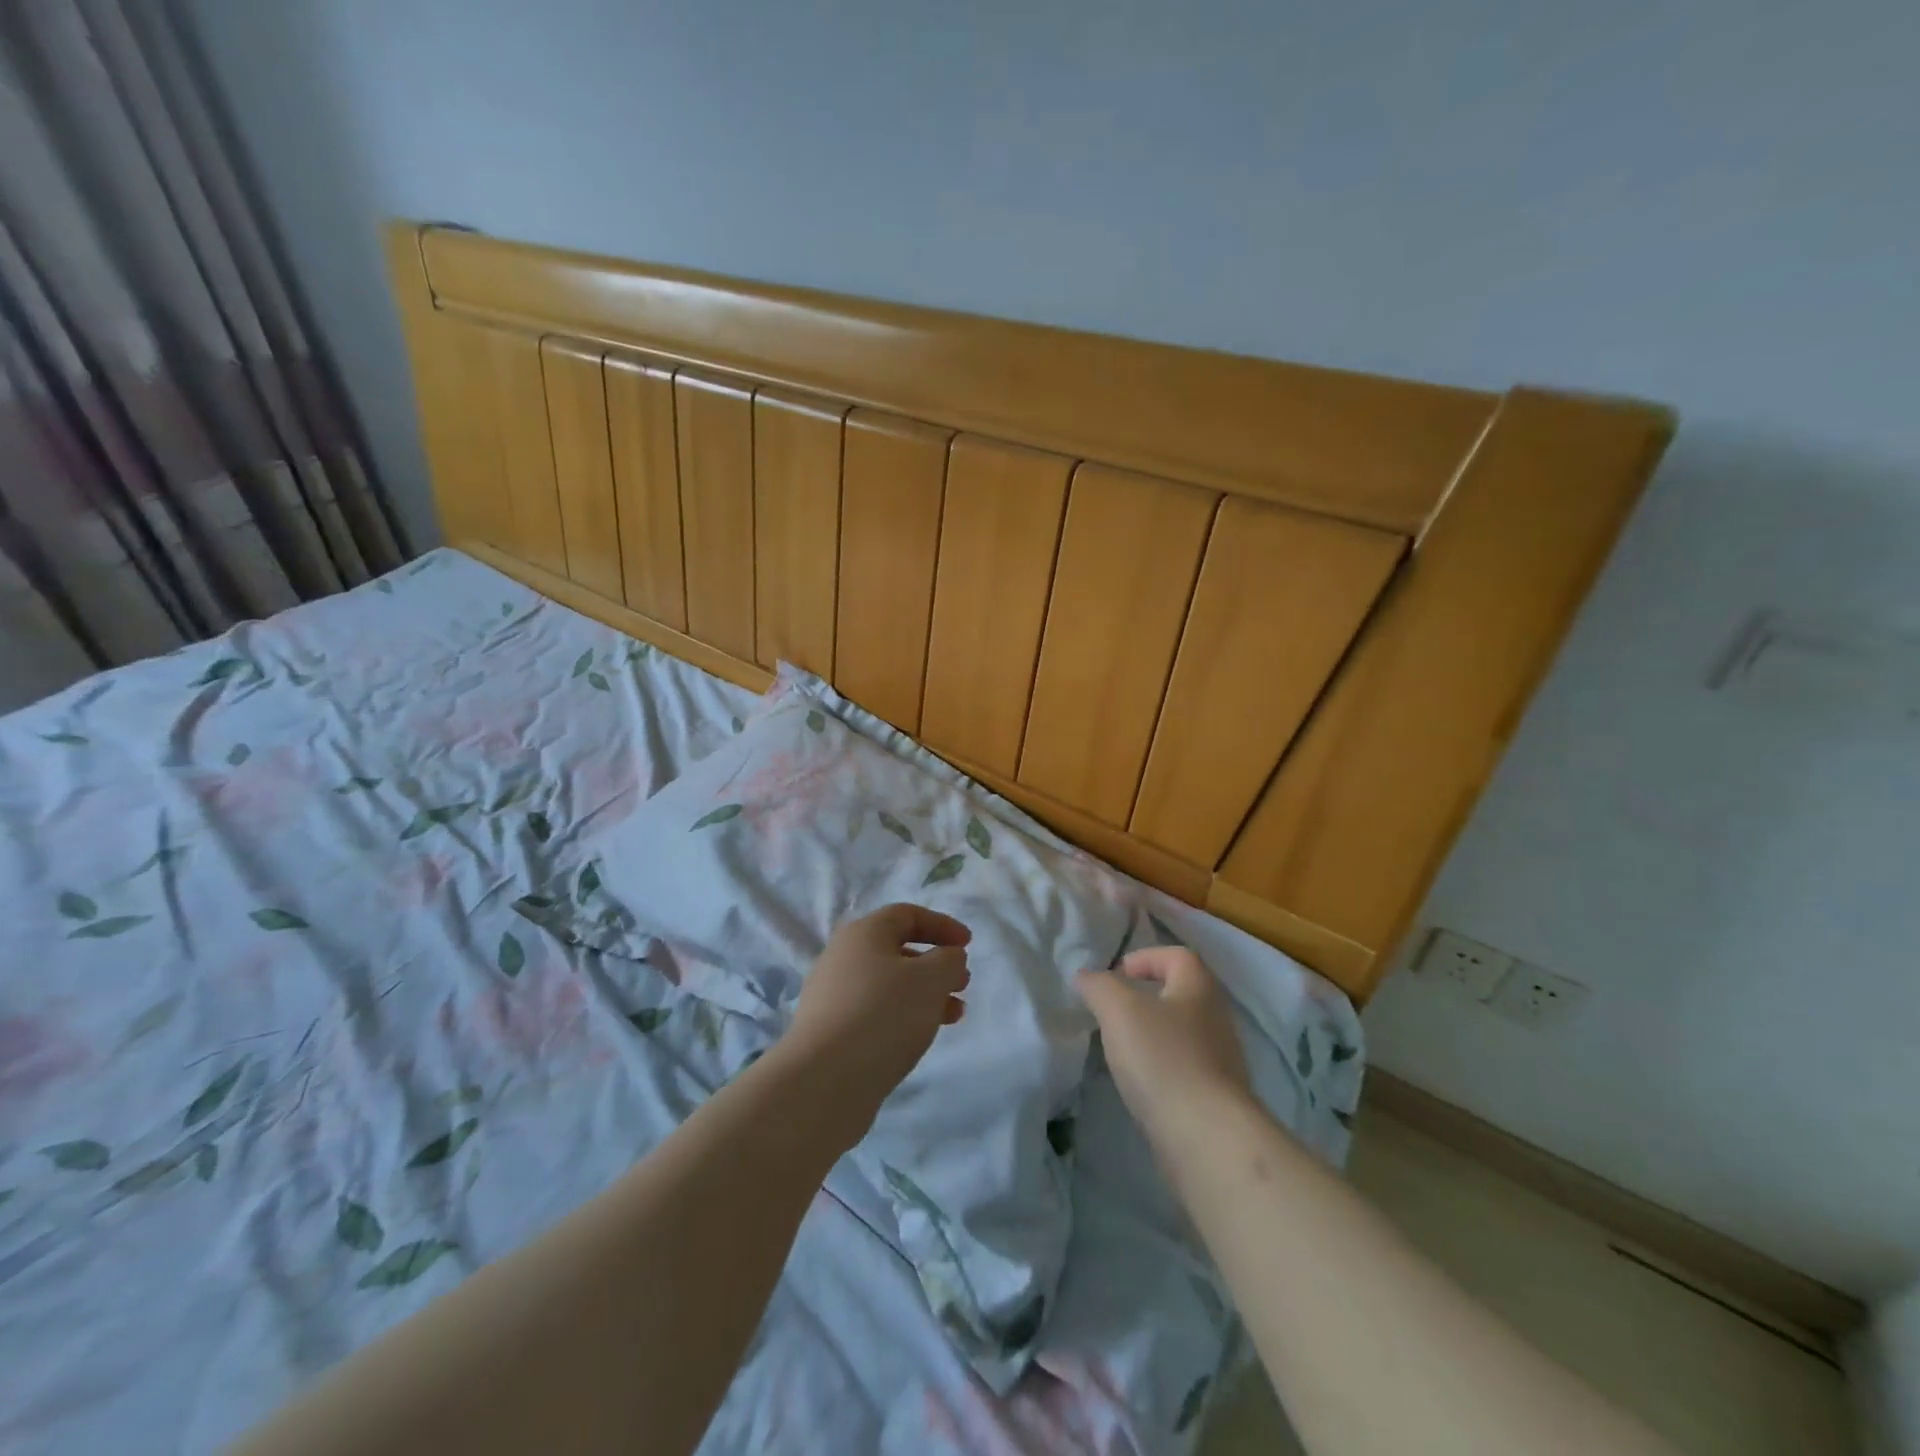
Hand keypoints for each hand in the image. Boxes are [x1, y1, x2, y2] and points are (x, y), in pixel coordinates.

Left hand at [776, 903, 971, 1139]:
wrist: (824, 1081)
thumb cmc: (884, 1015)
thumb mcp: (930, 979)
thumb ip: (948, 960)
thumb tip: (946, 957)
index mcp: (863, 933)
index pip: (906, 915)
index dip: (941, 925)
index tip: (968, 945)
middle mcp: (843, 957)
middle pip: (897, 950)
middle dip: (935, 964)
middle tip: (963, 984)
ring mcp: (833, 995)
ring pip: (889, 984)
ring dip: (925, 994)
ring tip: (954, 1015)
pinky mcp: (831, 1030)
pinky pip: (875, 1011)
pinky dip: (904, 1015)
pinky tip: (921, 1037)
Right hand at [1076, 947, 1251, 1143]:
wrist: (1207, 1137)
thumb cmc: (1162, 1058)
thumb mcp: (1119, 1010)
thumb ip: (1099, 986)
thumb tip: (1087, 977)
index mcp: (1199, 987)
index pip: (1176, 955)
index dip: (1144, 958)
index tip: (1115, 977)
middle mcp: (1216, 1017)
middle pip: (1180, 993)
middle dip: (1145, 998)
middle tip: (1112, 1013)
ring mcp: (1221, 1060)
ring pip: (1182, 1033)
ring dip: (1152, 1035)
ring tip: (1121, 1050)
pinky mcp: (1216, 1097)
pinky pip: (1184, 1069)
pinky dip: (1161, 1069)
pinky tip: (1141, 1085)